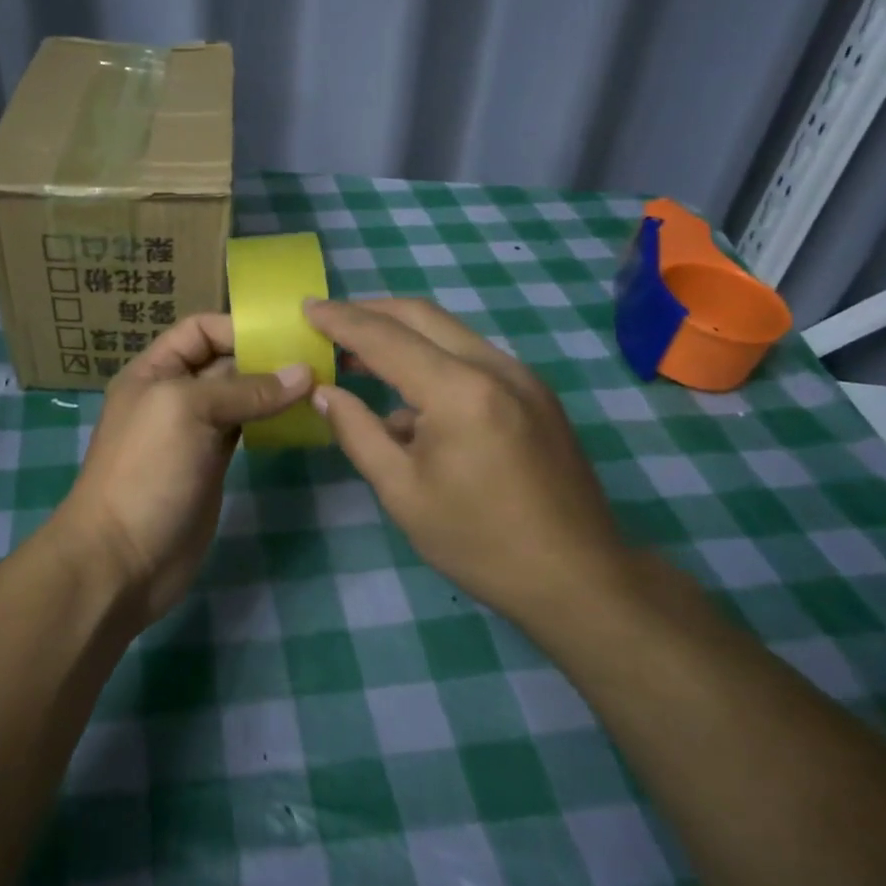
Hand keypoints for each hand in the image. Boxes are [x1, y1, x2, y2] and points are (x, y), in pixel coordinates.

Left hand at [53, 315, 312, 624]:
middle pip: (224, 361)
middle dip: (266, 357)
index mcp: (155, 371)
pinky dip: (271, 421)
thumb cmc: (146, 471)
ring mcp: (194, 432)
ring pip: (240, 397)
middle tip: (319, 359)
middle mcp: (174, 395)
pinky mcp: (212, 465)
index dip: (239, 327)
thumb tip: (304, 373)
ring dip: (274, 391)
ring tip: (320, 385)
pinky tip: (300, 419)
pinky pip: (246, 430)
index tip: (288, 335)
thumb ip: (245, 389)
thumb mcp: (188, 411)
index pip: (200, 330)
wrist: (122, 558)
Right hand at [302, 297, 628, 619]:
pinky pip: (473, 359)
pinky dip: (433, 361)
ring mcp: (523, 378)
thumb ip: (358, 432)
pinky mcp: (536, 395)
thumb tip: (325, 393)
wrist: (579, 578)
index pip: (386, 338)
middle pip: (422, 316)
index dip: (341, 320)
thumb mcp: (402, 492)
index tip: (307, 307)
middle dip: (370, 312)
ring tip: (359, 357)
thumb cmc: (479, 541)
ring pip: (450, 333)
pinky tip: (409, 402)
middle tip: (329, 320)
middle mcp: (495, 367)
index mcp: (459, 391)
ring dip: (402, 335)